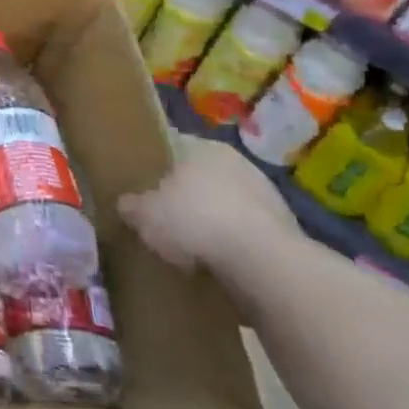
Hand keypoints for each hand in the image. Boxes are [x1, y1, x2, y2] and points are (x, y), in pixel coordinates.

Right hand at [117, 140, 299, 280]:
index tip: (139, 183)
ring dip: (210, 220)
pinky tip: (217, 263)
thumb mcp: (145, 215)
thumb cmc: (196, 221)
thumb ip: (131, 206)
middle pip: (199, 175)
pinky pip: (245, 231)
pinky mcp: (284, 229)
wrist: (265, 264)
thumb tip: (125, 205)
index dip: (152, 164)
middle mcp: (234, 160)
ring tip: (189, 247)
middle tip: (162, 216)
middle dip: (183, 194)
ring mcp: (265, 193)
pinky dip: (232, 244)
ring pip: (225, 203)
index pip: (170, 145)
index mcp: (200, 145)